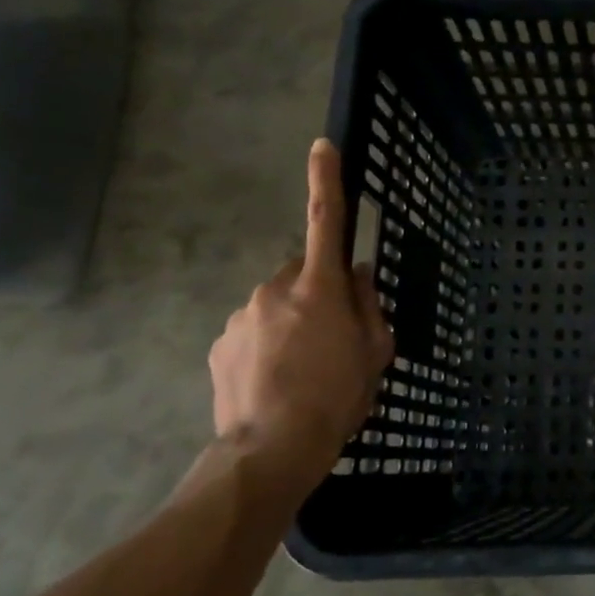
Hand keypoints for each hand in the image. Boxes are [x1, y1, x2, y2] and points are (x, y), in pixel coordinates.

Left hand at [208, 139, 393, 482]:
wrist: (271, 450)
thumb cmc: (337, 398)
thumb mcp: (375, 353)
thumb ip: (370, 307)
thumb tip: (360, 276)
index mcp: (319, 289)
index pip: (325, 223)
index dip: (326, 181)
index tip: (322, 146)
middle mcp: (274, 291)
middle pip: (302, 274)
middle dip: (317, 292)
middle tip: (334, 336)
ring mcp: (240, 317)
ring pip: (276, 305)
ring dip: (291, 323)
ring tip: (303, 369)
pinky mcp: (219, 345)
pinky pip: (252, 331)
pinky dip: (266, 345)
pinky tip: (276, 380)